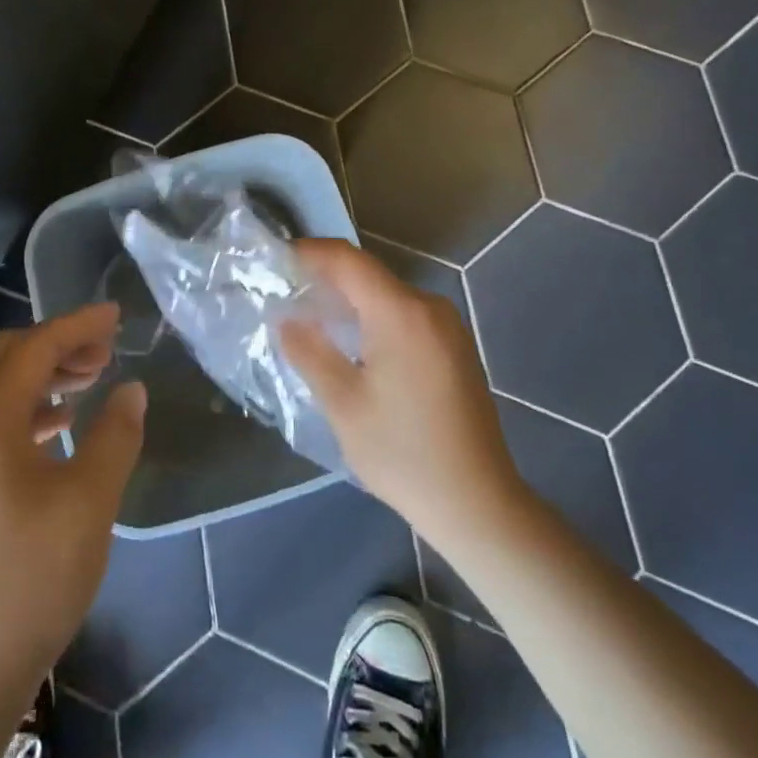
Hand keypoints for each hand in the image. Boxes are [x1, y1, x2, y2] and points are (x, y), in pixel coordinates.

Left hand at [0, 304, 145, 710]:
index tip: (116, 316)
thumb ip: (115, 435)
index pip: (34, 348)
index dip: (78, 325)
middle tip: (104, 351)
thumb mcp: (90, 502)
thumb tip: (131, 389)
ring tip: (88, 383)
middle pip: (5, 357)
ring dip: (40, 376)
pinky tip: (56, 427)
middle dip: (57, 344)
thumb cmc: (31, 580)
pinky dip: (23, 410)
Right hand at [280, 239, 524, 551]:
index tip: (278, 260)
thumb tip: (286, 318)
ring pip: (387, 294)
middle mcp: (429, 307)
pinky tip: (355, 344)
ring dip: (350, 299)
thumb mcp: (343, 404)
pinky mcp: (455, 347)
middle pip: (368, 274)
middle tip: (288, 294)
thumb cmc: (404, 454)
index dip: (311, 252)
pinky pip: (406, 314)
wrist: (479, 505)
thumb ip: (310, 352)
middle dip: (327, 278)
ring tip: (314, 319)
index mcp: (400, 313)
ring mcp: (448, 327)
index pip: (348, 260)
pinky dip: (374, 317)